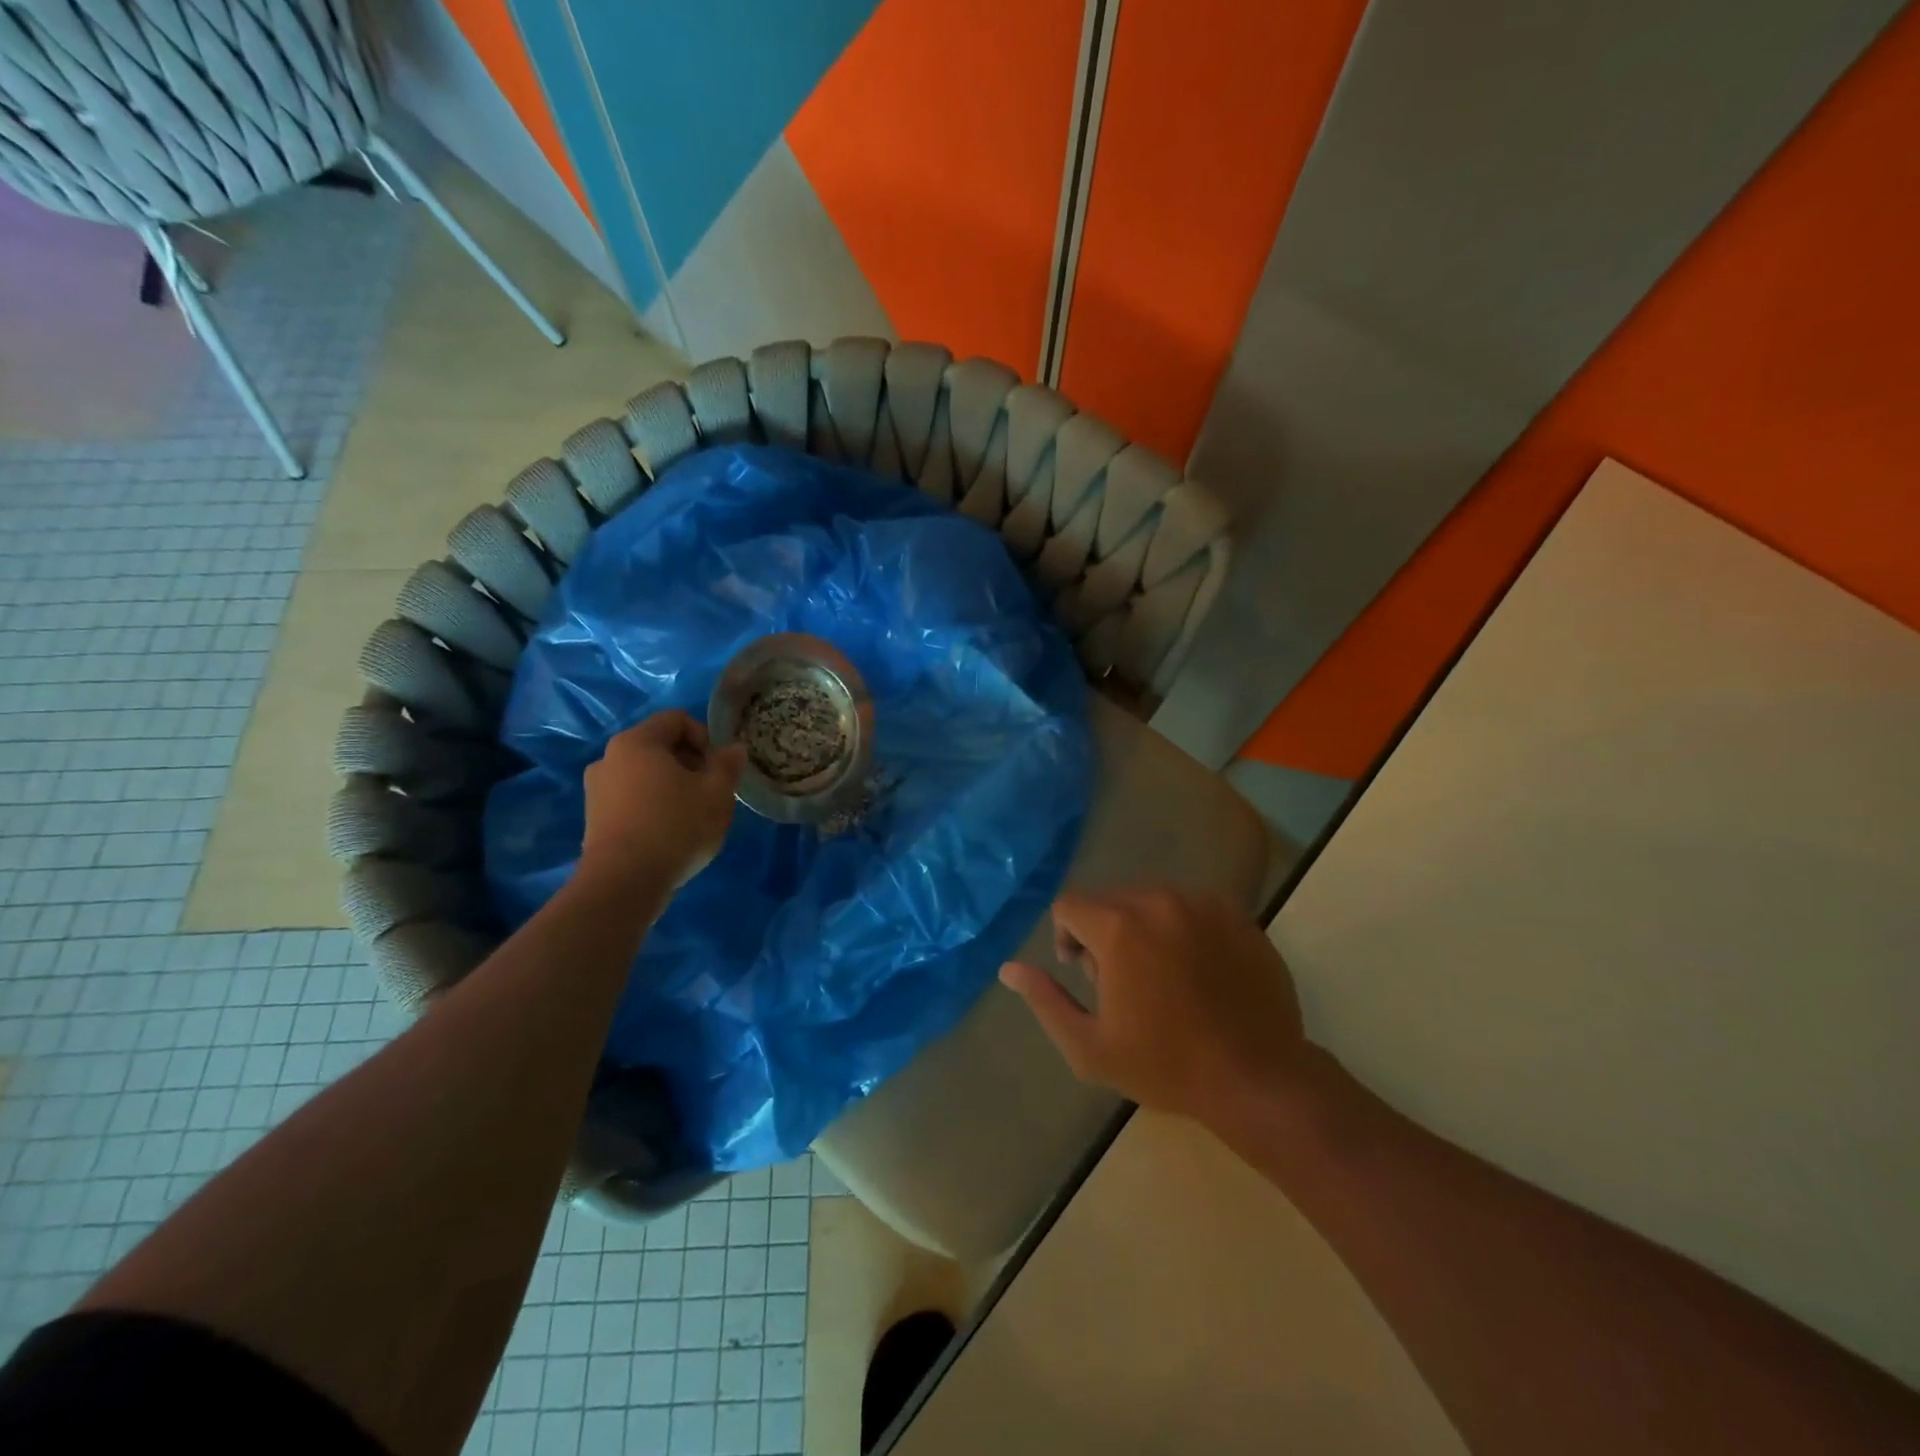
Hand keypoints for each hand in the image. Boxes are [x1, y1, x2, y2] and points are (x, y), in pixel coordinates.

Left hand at [578, 710, 745, 891]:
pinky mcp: (593, 818)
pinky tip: (668, 833)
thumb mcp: (717, 794)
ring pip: (645, 774)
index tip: (717, 769)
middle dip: (690, 763)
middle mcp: (610, 757)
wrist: (623, 883)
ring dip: (671, 786)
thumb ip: (728, 765)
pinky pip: (631, 797)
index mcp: (637, 742)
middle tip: (709, 793)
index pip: (677, 719)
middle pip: (659, 746)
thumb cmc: (675, 827)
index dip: (705, 738)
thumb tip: (733, 749)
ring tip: (690, 816)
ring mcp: (596, 789)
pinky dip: (652, 805)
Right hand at [1000, 886, 1305, 1120]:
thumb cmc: (1165, 1066)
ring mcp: (1203, 904)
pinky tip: (1197, 972)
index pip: (1069, 905)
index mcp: (1119, 927)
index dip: (1065, 936)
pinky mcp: (1237, 916)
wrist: (1258, 1078)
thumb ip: (1045, 1001)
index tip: (1082, 974)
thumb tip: (1009, 969)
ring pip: (1151, 901)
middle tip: (1122, 983)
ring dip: (1143, 928)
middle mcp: (1159, 900)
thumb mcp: (1090, 1047)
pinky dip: (1182, 930)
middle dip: (1104, 933)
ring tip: (1161, 977)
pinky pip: (1191, 908)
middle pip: (1110, 900)